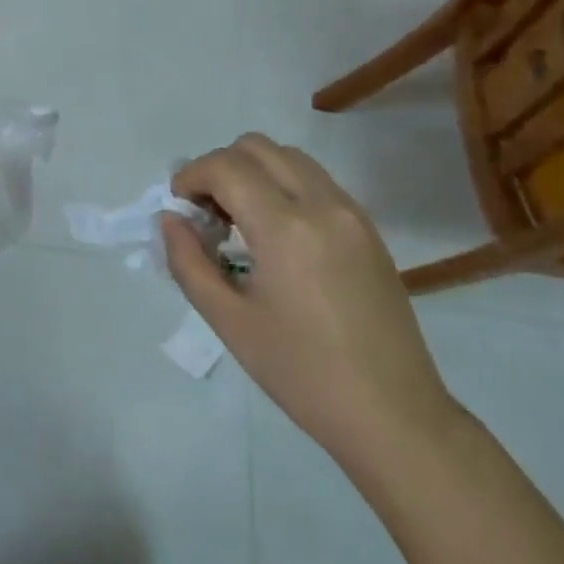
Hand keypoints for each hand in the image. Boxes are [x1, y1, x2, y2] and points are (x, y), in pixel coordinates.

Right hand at [161, 135, 456, 466]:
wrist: (393, 415)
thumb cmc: (302, 373)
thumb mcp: (229, 321)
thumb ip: (188, 262)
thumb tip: (170, 220)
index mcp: (285, 227)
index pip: (226, 167)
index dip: (191, 176)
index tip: (178, 207)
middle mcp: (322, 204)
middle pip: (258, 147)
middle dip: (220, 167)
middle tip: (206, 212)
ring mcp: (352, 214)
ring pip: (290, 158)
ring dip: (253, 172)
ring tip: (239, 221)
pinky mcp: (368, 230)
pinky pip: (316, 182)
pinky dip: (284, 186)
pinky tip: (274, 234)